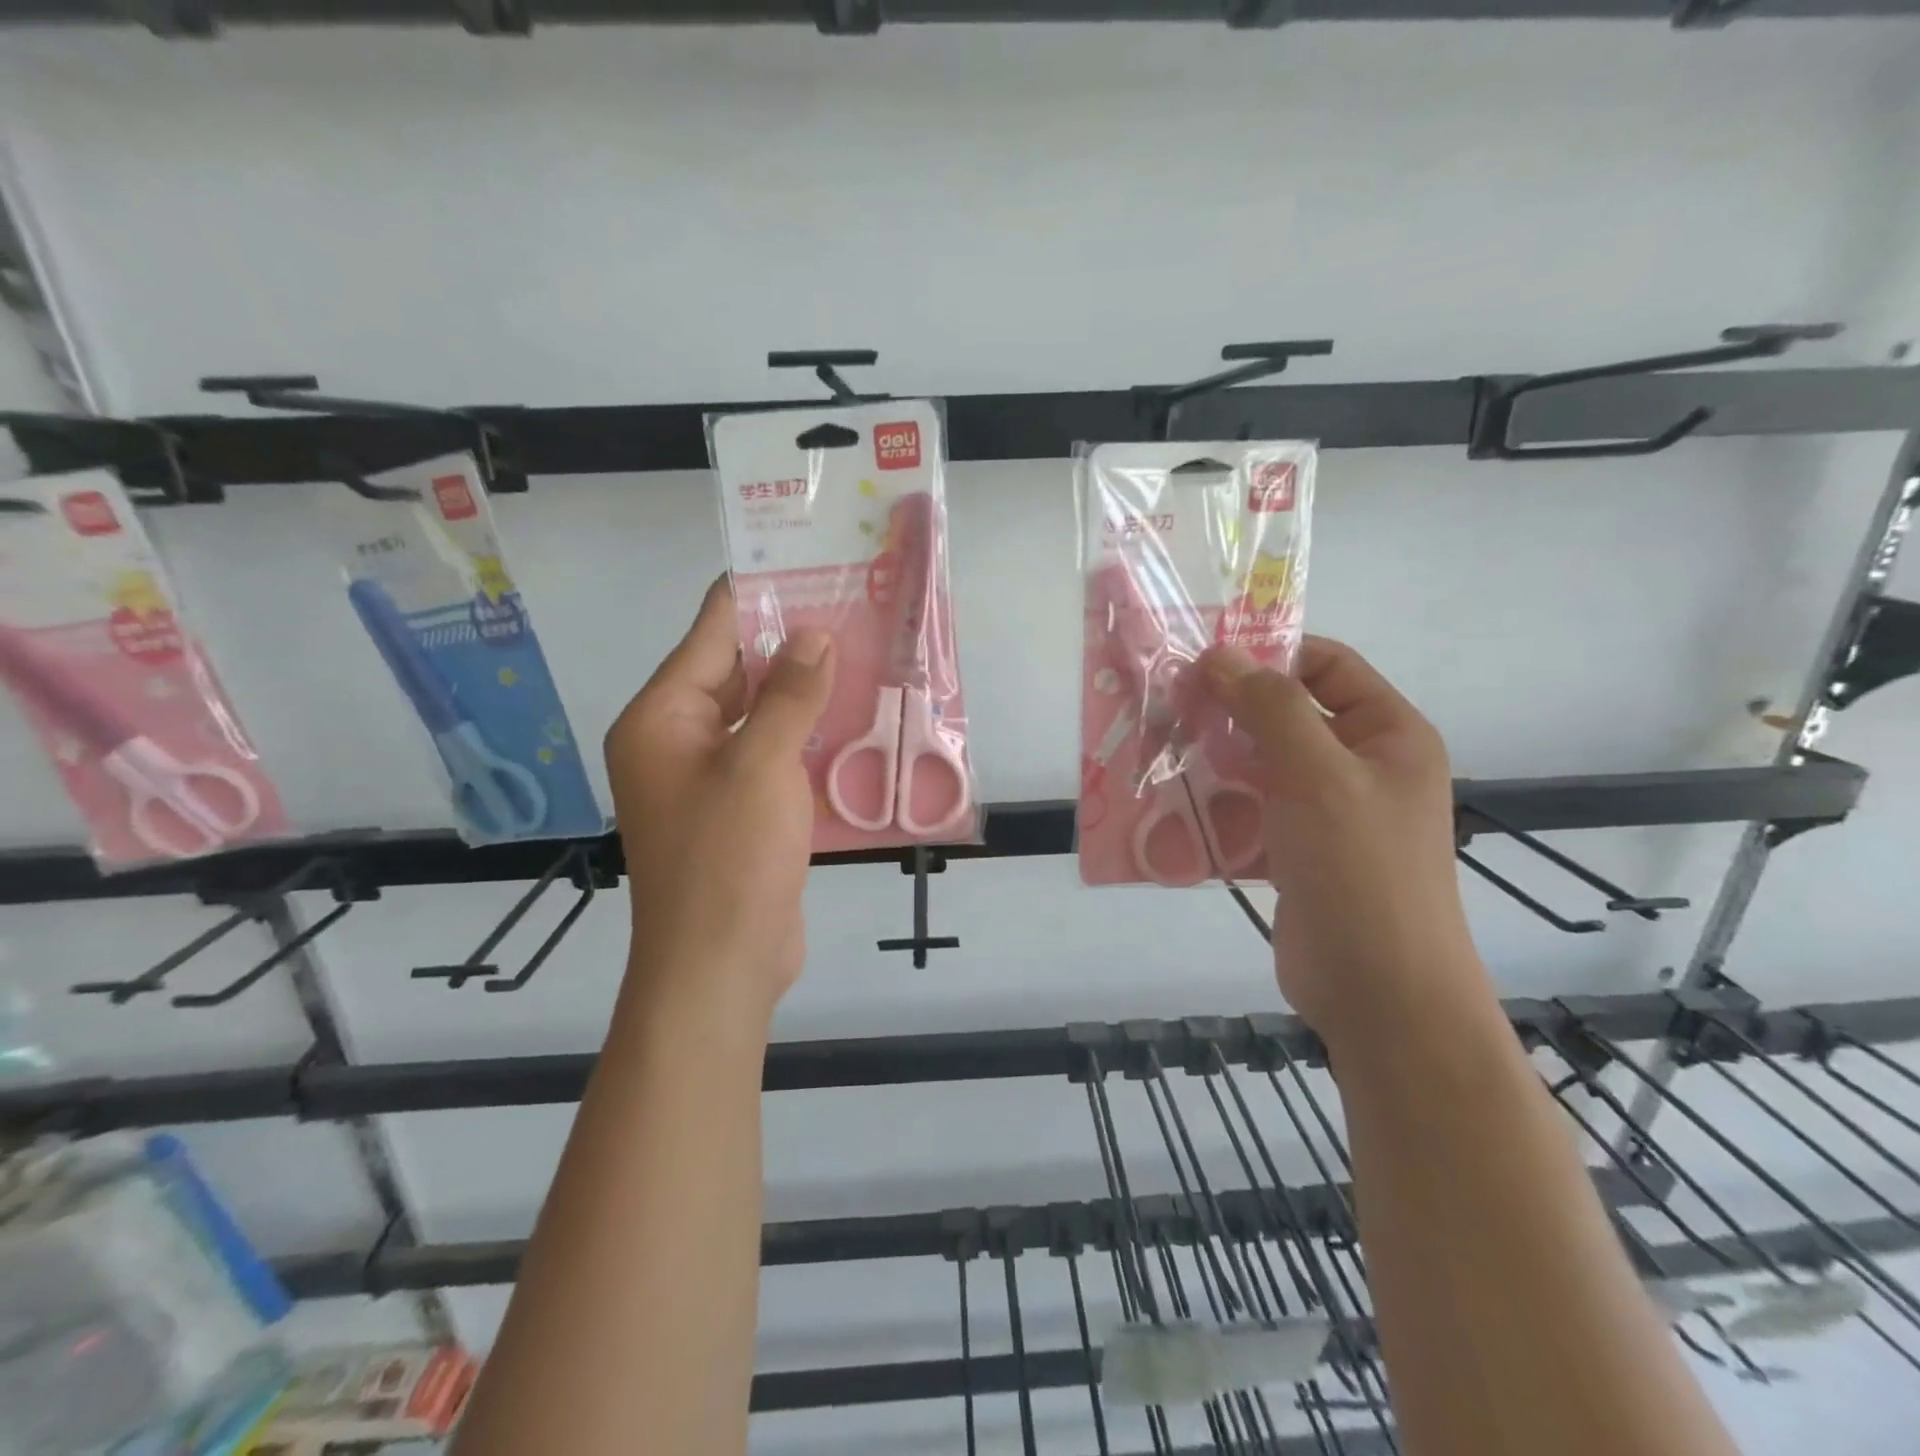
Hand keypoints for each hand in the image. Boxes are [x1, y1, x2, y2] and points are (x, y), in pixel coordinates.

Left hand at [604, 579, 833, 1016]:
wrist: (720, 967)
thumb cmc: (728, 859)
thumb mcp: (760, 765)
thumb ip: (787, 695)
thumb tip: (814, 634)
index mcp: (662, 718)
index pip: (710, 634)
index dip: (757, 595)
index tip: (806, 562)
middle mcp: (678, 740)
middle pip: (735, 671)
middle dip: (790, 643)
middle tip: (852, 607)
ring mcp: (710, 778)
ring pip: (760, 715)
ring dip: (804, 692)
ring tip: (863, 653)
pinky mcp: (741, 810)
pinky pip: (774, 755)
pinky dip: (807, 736)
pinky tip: (853, 719)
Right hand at [1198, 636, 1483, 1040]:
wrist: (1379, 993)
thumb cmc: (1361, 871)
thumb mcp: (1319, 776)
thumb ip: (1271, 709)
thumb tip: (1219, 655)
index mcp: (1387, 734)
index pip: (1327, 666)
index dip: (1268, 653)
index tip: (1202, 657)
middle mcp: (1359, 765)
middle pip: (1286, 713)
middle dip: (1228, 706)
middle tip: (1165, 702)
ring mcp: (1325, 812)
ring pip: (1260, 762)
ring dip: (1213, 754)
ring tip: (1157, 746)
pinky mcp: (1294, 850)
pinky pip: (1249, 808)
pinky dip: (1214, 801)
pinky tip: (1169, 801)